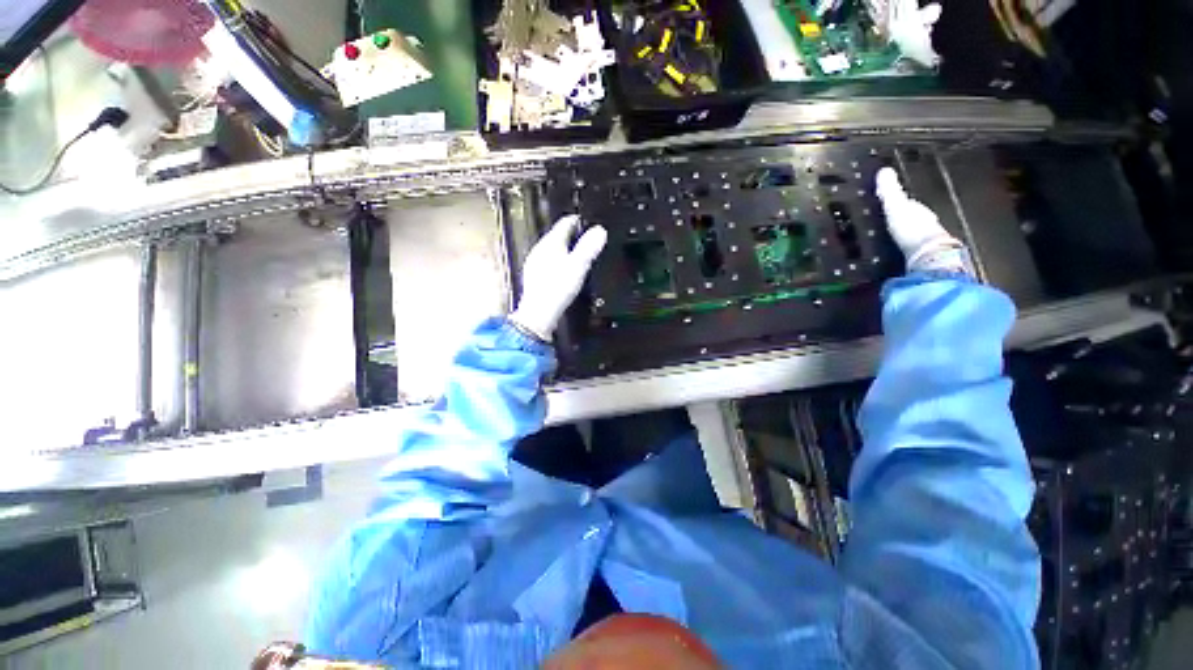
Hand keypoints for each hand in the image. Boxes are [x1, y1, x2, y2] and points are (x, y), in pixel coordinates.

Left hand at [510, 215, 607, 341]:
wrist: (539, 313)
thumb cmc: (557, 289)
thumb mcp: (579, 265)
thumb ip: (589, 247)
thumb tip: (599, 231)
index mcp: (551, 243)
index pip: (565, 222)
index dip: (578, 220)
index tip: (586, 221)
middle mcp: (540, 250)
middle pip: (557, 235)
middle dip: (572, 235)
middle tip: (585, 236)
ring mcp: (536, 263)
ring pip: (553, 249)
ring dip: (565, 249)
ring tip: (578, 253)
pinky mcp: (535, 276)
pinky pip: (548, 262)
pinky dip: (558, 262)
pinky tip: (564, 271)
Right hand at [876, 167, 964, 272]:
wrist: (926, 255)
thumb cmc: (912, 227)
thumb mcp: (896, 205)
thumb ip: (890, 190)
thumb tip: (884, 170)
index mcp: (919, 209)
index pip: (908, 204)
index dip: (897, 204)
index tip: (887, 205)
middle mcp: (925, 223)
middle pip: (911, 219)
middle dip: (901, 220)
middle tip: (887, 223)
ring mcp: (925, 241)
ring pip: (912, 235)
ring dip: (903, 236)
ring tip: (889, 240)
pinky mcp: (921, 257)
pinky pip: (910, 249)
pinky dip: (904, 249)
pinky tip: (897, 254)